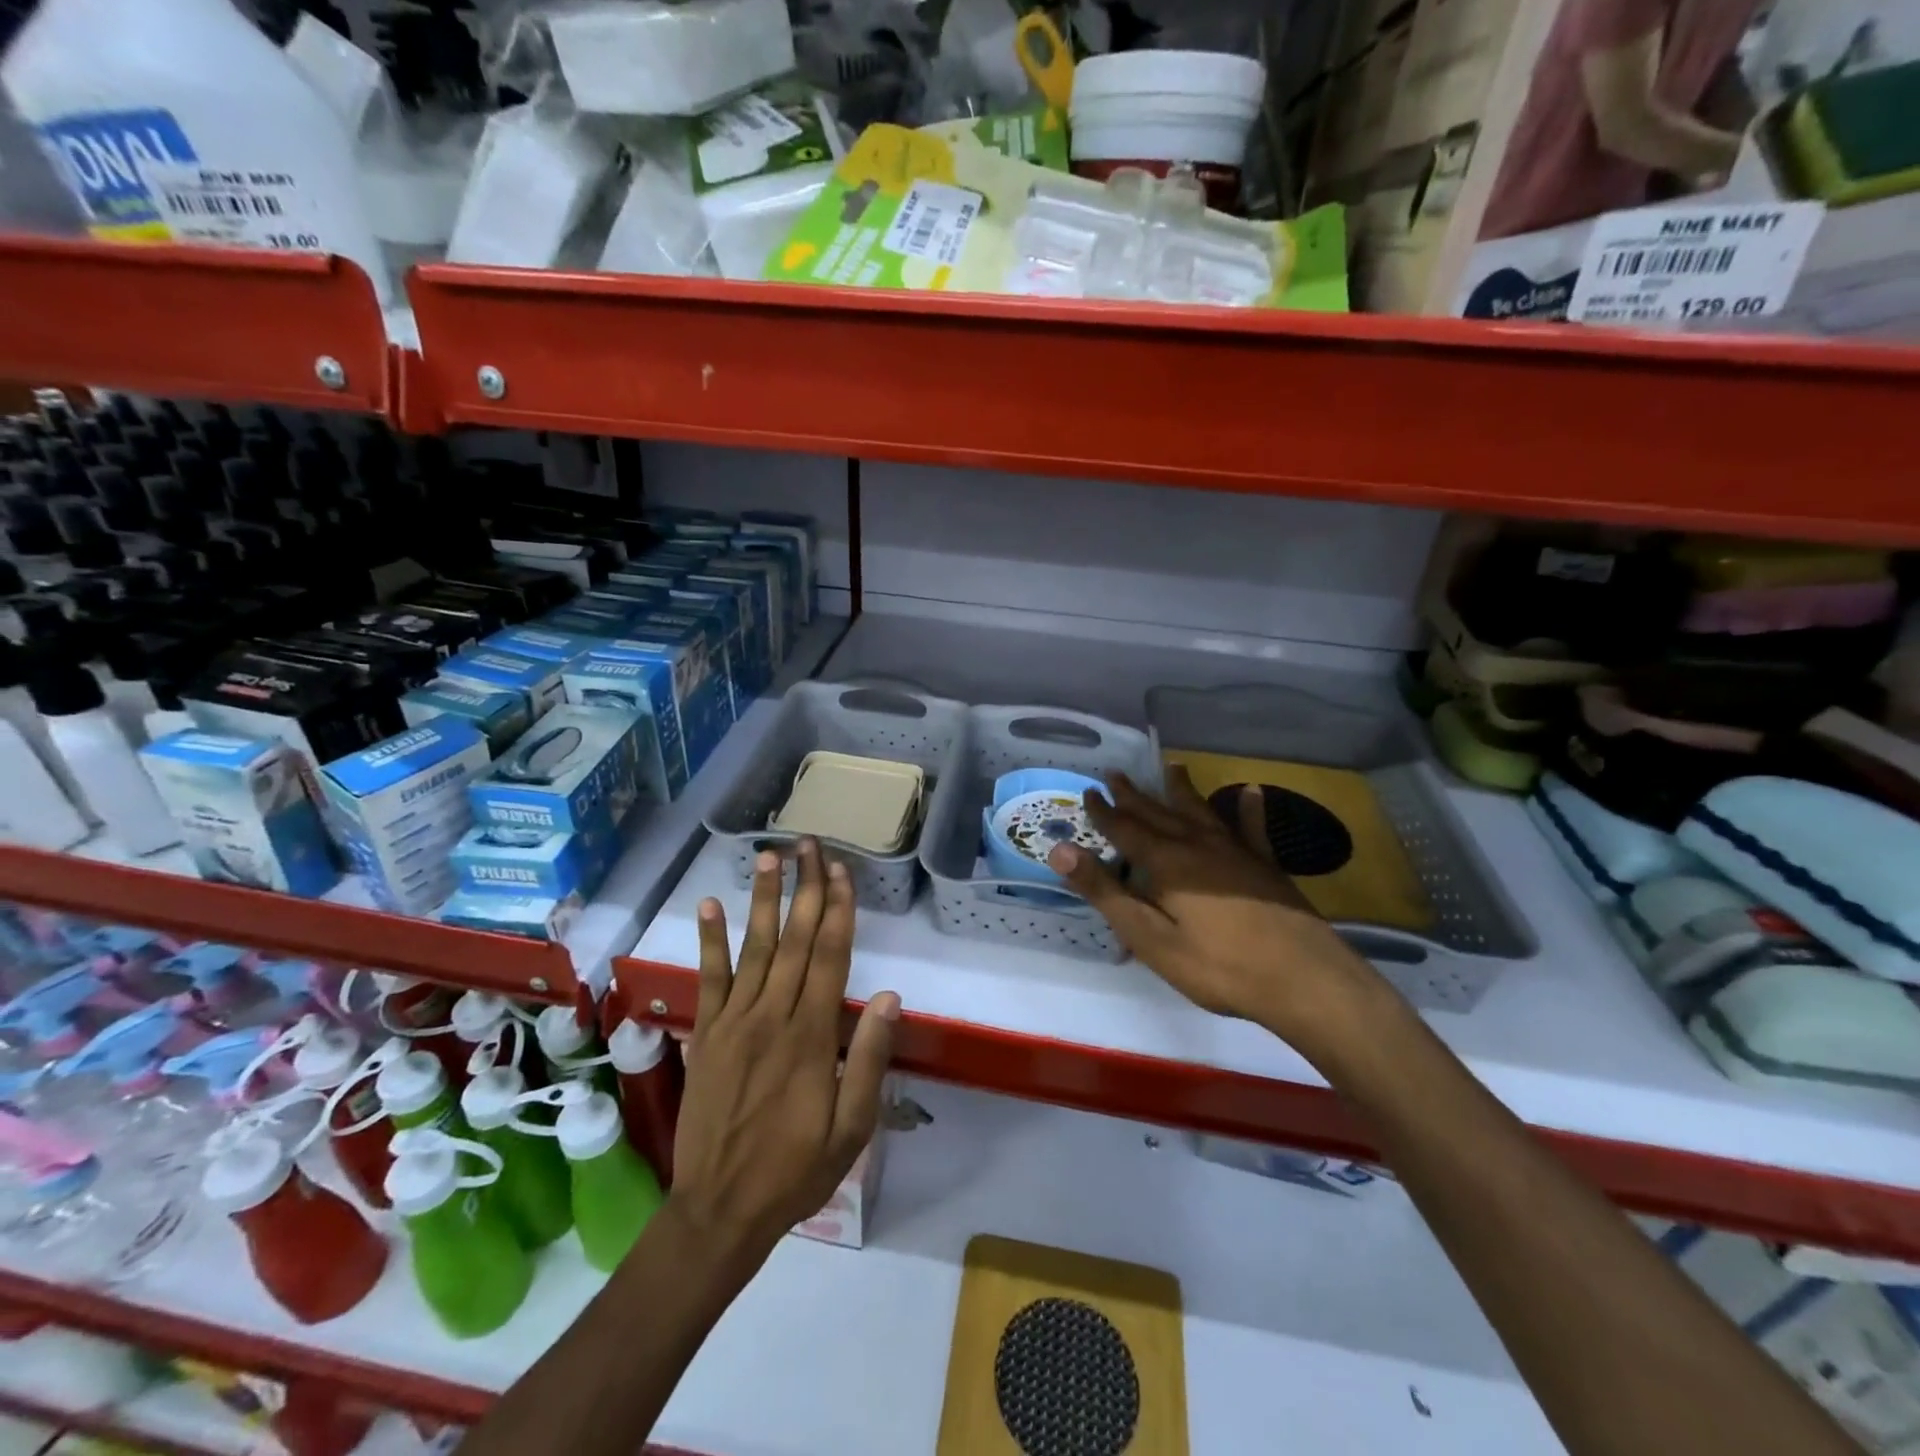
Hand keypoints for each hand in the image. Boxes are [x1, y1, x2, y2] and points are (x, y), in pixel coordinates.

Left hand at [668, 840, 899, 1269]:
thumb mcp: (851, 1128)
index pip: (830, 956)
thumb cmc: (796, 1169)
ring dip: (763, 899)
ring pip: (754, 948)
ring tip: (768, 857)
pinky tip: (711, 906)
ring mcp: (734, 1021)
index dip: (838, 909)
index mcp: (812, 1035)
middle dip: (805, 888)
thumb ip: (868, 1058)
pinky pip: (708, 979)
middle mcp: (773, 1015)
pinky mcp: (706, 1034)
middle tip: (809, 844)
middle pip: (795, 939)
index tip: (841, 871)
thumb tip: (887, 996)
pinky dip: (710, 941)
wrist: (720, 1210)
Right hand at [1047, 768, 1382, 1053]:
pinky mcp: (1265, 866)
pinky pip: (1252, 829)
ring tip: (1171, 768)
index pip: (1126, 829)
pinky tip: (1252, 792)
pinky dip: (1248, 809)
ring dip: (1182, 790)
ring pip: (1201, 812)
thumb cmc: (1217, 965)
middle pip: (1159, 814)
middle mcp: (1198, 845)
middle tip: (1116, 773)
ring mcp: (1236, 852)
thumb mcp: (1149, 936)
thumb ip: (1105, 892)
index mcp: (1166, 862)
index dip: (1104, 812)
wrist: (1303, 979)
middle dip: (1134, 795)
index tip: (1088, 792)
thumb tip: (1059, 850)